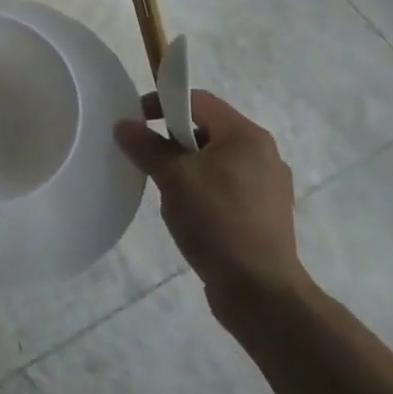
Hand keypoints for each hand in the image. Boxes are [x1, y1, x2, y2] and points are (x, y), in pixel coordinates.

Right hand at [115, 88, 308, 325]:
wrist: (261, 293)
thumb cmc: (217, 222)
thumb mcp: (173, 177)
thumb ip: (146, 145)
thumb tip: (124, 125)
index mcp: (247, 136)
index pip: (198, 100)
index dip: (162, 103)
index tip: (135, 123)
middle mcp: (263, 154)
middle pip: (207, 129)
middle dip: (172, 140)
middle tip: (148, 160)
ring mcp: (268, 186)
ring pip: (214, 161)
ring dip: (186, 167)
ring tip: (166, 191)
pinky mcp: (264, 215)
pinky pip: (225, 187)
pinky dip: (202, 190)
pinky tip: (189, 215)